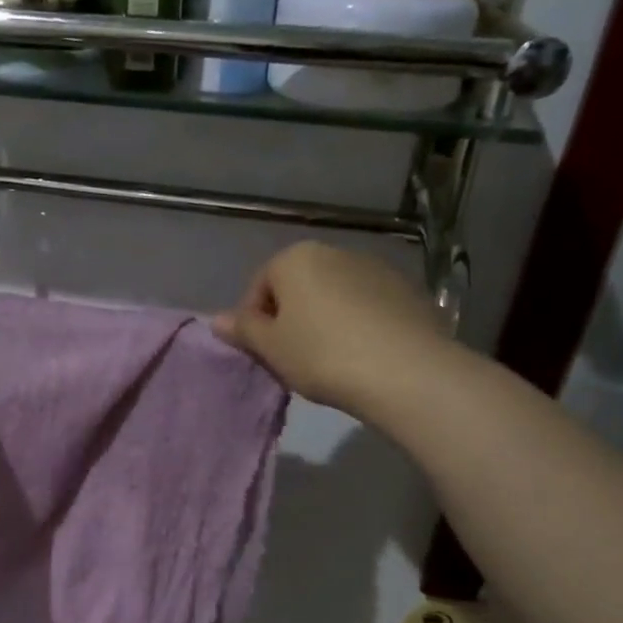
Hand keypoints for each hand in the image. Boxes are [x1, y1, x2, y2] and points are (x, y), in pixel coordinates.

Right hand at [212, 242, 449, 416]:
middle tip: (292, 358)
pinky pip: (368, 307)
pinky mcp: (408, 291)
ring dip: (325, 320)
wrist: (405, 371)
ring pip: (334, 295)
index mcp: (295, 258)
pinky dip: (359, 324)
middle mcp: (335, 252)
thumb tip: (215, 319)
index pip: (260, 286)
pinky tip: (363, 356)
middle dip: (291, 318)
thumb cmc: (321, 355)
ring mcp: (376, 268)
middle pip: (298, 287)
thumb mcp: (271, 348)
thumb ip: (243, 329)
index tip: (263, 353)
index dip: (254, 322)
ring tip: (330, 360)